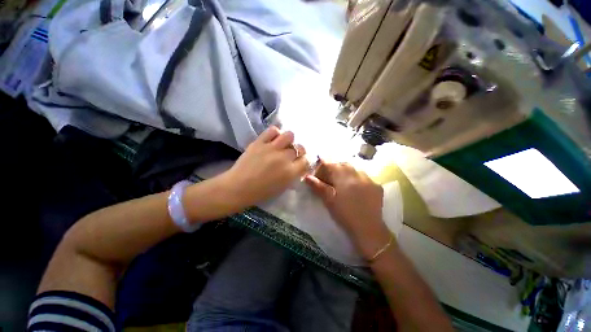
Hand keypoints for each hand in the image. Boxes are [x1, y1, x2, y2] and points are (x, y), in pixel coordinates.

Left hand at [221, 126, 308, 208]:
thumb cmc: (261, 192)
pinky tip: (273, 139)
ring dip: (289, 140)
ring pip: (289, 135)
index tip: (301, 161)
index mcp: (290, 172)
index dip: (305, 160)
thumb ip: (293, 175)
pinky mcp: (259, 142)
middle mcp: (284, 158)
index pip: (307, 160)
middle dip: (297, 151)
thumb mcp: (282, 187)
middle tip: (291, 155)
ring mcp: (271, 148)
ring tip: (282, 145)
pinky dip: (275, 133)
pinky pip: (273, 130)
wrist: (238, 187)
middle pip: (299, 148)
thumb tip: (298, 165)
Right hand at [304, 159, 390, 258]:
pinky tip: (356, 189)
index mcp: (343, 176)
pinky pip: (364, 177)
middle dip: (334, 169)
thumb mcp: (328, 200)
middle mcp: (357, 173)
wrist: (368, 229)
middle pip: (342, 165)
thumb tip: (307, 176)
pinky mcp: (376, 186)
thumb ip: (318, 186)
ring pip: (354, 169)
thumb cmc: (344, 214)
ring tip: (343, 183)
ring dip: (347, 173)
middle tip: (330, 180)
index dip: (322, 168)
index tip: (318, 175)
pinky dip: (357, 179)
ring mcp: (369, 179)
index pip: (329, 165)